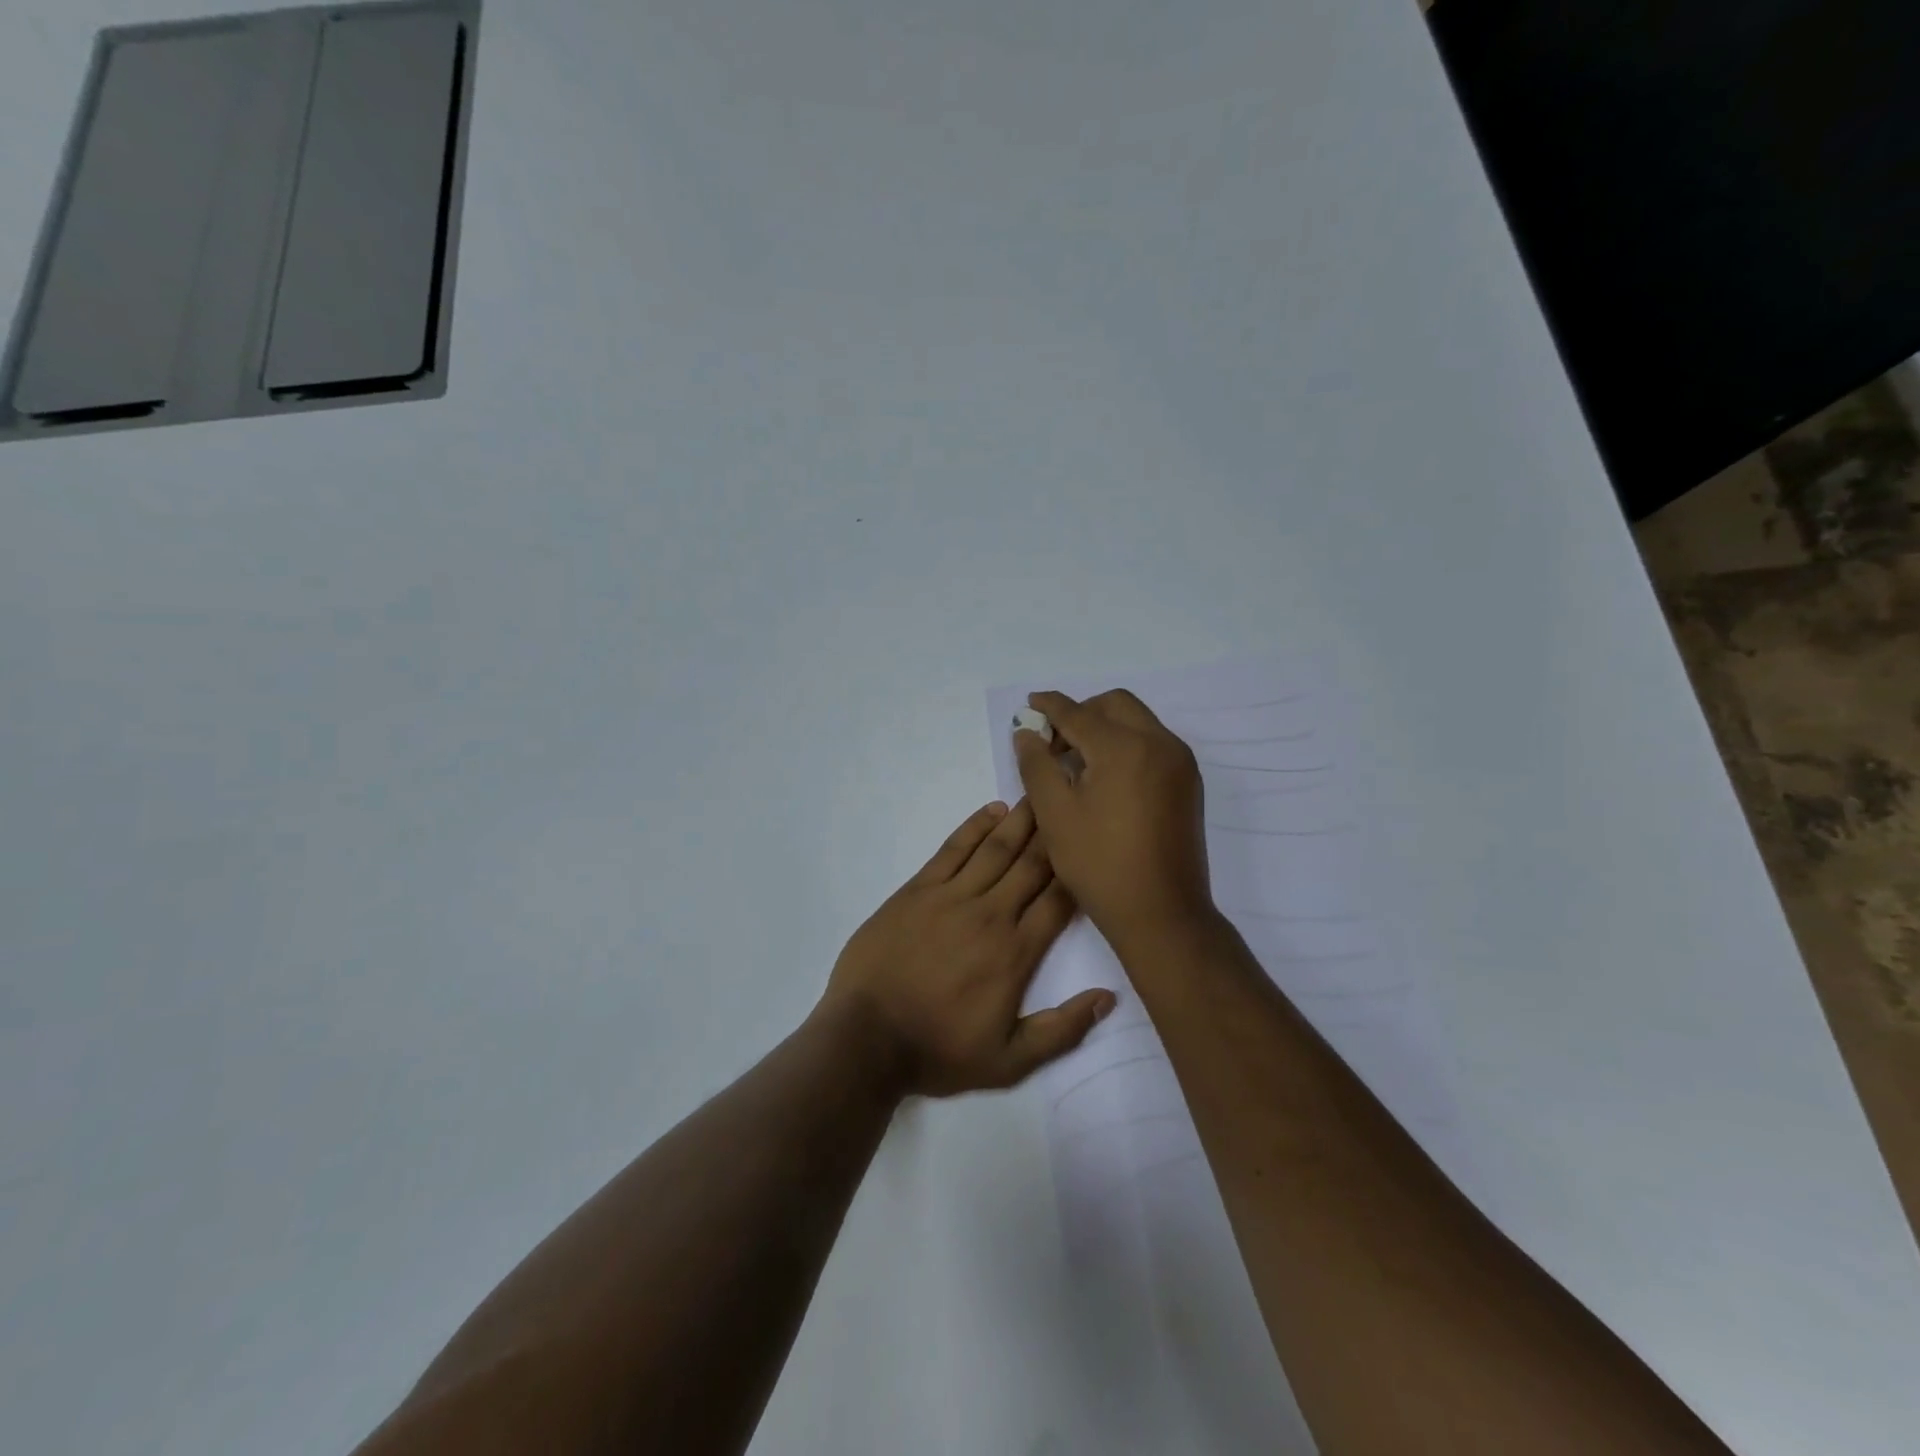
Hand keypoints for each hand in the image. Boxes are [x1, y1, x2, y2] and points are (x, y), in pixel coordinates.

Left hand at [820, 800, 1115, 1097]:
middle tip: (1074, 798)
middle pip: (1032, 864)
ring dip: (1021, 820)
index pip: (1059, 900)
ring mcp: (951, 897)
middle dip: (1055, 832)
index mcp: (1016, 952)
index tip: (1094, 842)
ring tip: (1041, 793)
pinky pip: (952, 849)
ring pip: (996, 849)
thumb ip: (1061, 1030)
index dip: (1079, 869)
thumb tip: (1108, 997)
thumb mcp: (1009, 1061)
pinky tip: (992, 810)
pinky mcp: (917, 890)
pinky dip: (973, 827)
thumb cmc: (938, 1050)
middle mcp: (990, 914)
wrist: (867, 1039)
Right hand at [1012, 690, 1215, 948]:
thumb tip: (1027, 733)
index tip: (1030, 704)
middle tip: (1053, 740)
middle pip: (1115, 705)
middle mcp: (1160, 744)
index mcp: (1125, 747)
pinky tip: (1105, 775)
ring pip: (1138, 721)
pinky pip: (1153, 744)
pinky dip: (1126, 744)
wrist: (1161, 913)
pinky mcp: (1188, 783)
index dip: (1050, 706)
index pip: (1079, 713)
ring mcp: (1180, 764)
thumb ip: (1036, 765)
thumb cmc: (1100, 864)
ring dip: (1105, 726)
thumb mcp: (1054, 814)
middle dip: (1081, 711)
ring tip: (1076, 758)